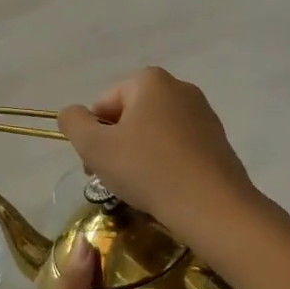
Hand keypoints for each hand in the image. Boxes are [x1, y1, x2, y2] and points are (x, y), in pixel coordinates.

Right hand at [57, 67, 263, 241]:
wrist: (214, 208)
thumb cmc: (148, 170)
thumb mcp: (95, 147)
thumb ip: (73, 123)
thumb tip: (71, 113)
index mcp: (150, 80)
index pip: (104, 104)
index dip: (94, 136)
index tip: (97, 166)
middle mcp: (179, 88)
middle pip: (130, 116)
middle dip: (117, 145)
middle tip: (115, 179)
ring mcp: (203, 114)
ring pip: (154, 133)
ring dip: (140, 156)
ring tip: (142, 188)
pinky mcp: (218, 141)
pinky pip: (178, 148)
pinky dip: (166, 164)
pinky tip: (167, 189)